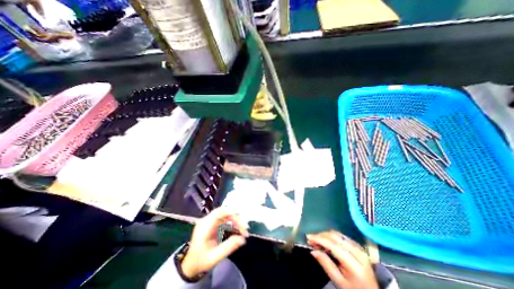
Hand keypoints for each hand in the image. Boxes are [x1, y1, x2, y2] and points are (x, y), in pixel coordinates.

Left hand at [181, 207, 248, 277]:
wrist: (191, 264)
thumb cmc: (200, 261)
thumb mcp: (214, 257)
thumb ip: (228, 247)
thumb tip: (243, 239)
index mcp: (204, 226)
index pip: (218, 212)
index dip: (230, 212)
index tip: (241, 220)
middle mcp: (207, 220)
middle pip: (224, 213)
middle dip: (236, 218)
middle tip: (244, 228)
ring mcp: (210, 221)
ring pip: (226, 215)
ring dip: (235, 221)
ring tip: (243, 230)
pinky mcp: (213, 223)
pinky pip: (225, 219)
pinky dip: (232, 223)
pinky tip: (237, 230)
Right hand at [306, 230, 377, 288]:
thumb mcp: (338, 282)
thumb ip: (326, 264)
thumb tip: (312, 250)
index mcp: (354, 263)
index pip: (333, 245)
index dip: (319, 239)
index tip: (308, 237)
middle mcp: (357, 251)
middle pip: (335, 237)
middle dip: (321, 235)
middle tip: (311, 239)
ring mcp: (359, 247)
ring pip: (338, 234)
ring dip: (325, 235)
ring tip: (317, 240)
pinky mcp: (358, 246)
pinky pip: (342, 236)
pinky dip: (332, 236)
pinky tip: (326, 241)